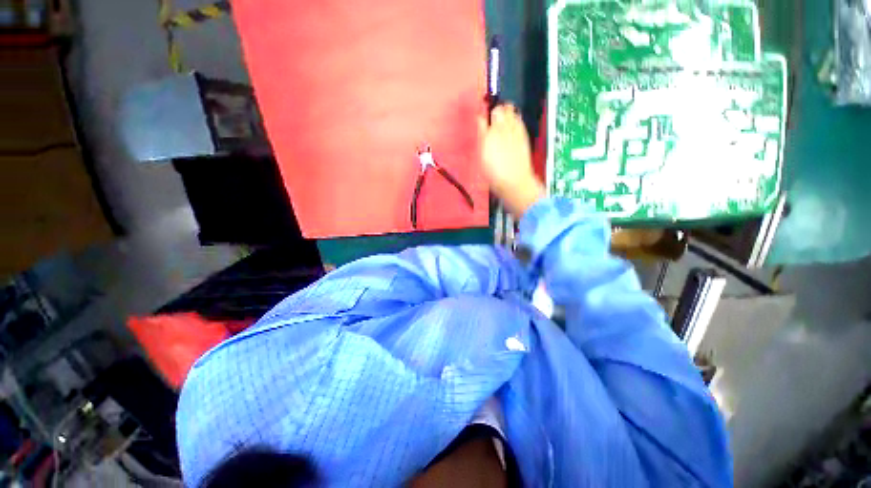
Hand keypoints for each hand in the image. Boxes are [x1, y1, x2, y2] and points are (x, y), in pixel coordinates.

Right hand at [478, 104, 544, 217]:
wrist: (514, 181)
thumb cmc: (494, 173)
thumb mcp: (482, 157)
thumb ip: (481, 136)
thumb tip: (480, 121)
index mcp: (488, 134)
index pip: (483, 116)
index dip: (482, 115)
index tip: (480, 118)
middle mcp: (503, 128)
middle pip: (500, 109)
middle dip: (495, 111)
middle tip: (492, 119)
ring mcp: (515, 131)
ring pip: (511, 111)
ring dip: (506, 113)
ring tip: (502, 121)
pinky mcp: (523, 136)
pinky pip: (519, 121)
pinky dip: (515, 120)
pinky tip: (512, 127)